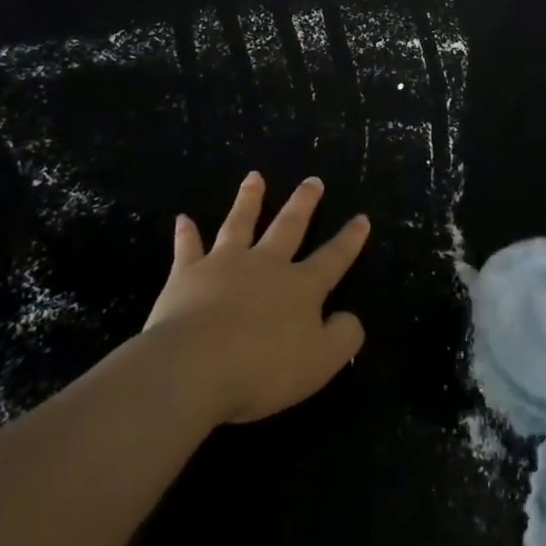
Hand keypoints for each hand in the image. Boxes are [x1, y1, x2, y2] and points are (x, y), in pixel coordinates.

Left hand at [143, 171, 369, 424]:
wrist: (194, 366)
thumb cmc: (263, 369)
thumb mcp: (320, 362)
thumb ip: (343, 338)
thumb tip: (351, 317)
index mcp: (300, 287)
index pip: (332, 258)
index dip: (349, 240)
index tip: (362, 217)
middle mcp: (265, 265)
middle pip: (288, 227)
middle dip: (303, 203)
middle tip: (313, 180)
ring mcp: (224, 265)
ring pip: (240, 224)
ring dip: (249, 199)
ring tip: (254, 176)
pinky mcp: (187, 275)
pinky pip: (188, 248)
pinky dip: (187, 234)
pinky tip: (183, 219)